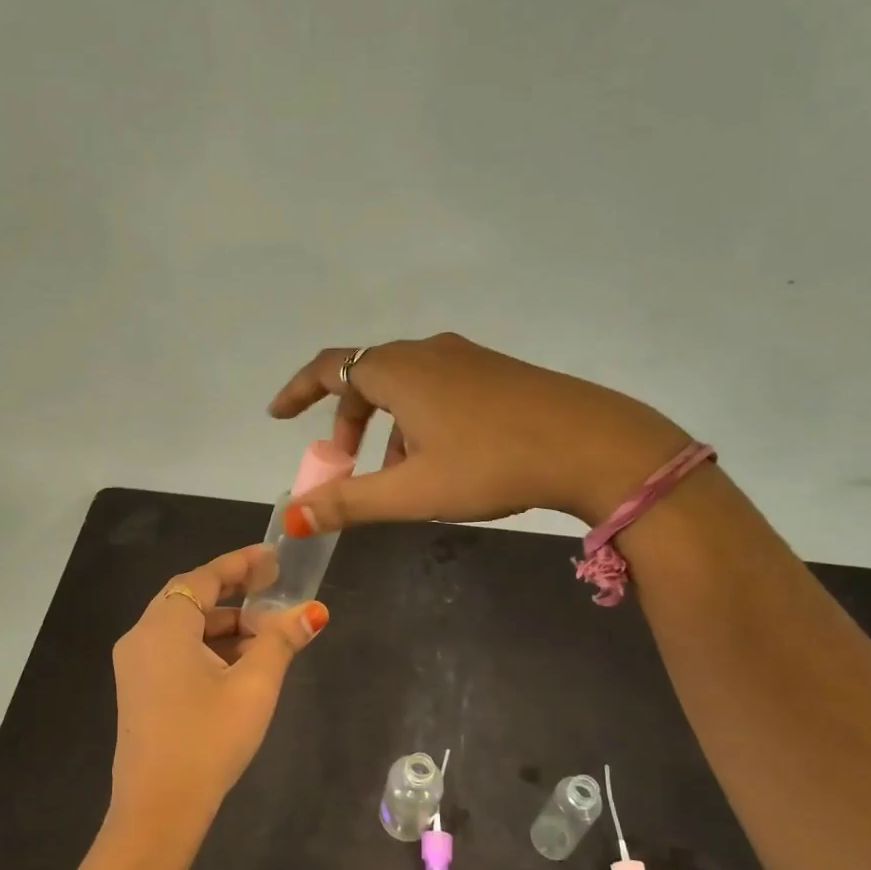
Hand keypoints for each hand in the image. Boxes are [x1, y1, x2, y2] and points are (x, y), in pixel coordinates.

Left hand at [109, 544, 327, 836]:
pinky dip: (209, 649)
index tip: (274, 557)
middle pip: (192, 600)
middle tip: (277, 593)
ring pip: (185, 629)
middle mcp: (141, 637)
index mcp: (163, 626)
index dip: (240, 563)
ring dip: (226, 626)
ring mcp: (135, 666)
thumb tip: (313, 611)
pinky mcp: (139, 690)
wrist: (158, 812)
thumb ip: (281, 641)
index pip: (204, 577)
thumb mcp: (255, 686)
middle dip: (236, 596)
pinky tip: (242, 666)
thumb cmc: (208, 739)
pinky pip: (176, 652)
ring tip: (270, 637)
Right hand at [268, 333, 690, 531]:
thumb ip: (349, 503)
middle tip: (344, 464)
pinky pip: (439, 389)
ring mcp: (467, 358)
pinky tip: (444, 461)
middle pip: (367, 378)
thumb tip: (294, 517)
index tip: (278, 415)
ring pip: (406, 387)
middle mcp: (428, 352)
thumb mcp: (412, 491)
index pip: (329, 368)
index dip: (298, 391)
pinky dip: (420, 421)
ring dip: (387, 428)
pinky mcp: (497, 371)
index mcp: (398, 371)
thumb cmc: (491, 464)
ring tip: (398, 476)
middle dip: (348, 422)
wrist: (592, 444)